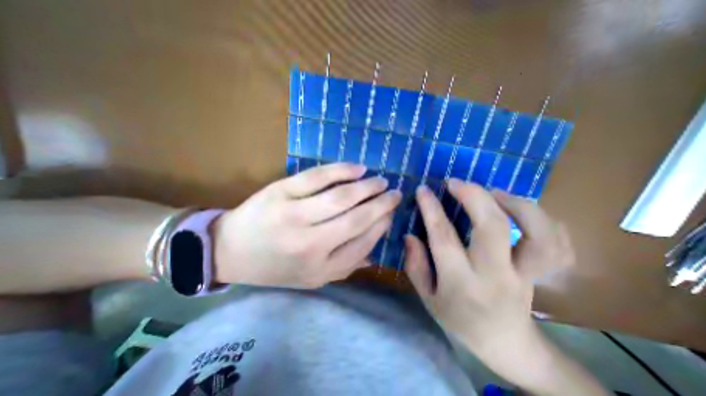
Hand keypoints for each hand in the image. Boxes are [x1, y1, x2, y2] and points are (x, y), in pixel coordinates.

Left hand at [213, 162, 399, 288]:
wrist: (230, 251)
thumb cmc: (274, 266)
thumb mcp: (311, 278)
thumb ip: (345, 266)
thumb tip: (375, 250)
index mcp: (320, 270)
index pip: (363, 244)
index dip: (381, 225)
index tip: (391, 214)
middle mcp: (310, 246)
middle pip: (357, 219)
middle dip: (382, 204)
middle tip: (395, 193)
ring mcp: (293, 216)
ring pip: (342, 197)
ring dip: (367, 187)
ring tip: (381, 181)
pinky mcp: (280, 192)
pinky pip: (317, 177)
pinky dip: (342, 170)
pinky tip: (358, 168)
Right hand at [403, 178, 572, 374]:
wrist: (507, 345)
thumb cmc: (459, 321)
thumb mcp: (428, 298)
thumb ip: (416, 266)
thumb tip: (410, 236)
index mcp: (462, 283)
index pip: (444, 238)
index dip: (432, 210)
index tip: (423, 190)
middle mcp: (497, 275)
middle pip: (493, 227)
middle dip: (474, 196)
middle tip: (456, 182)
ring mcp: (526, 274)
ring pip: (537, 233)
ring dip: (516, 203)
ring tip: (493, 192)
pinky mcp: (544, 273)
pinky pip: (558, 244)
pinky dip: (545, 220)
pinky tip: (521, 210)